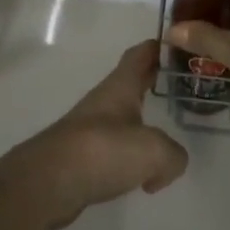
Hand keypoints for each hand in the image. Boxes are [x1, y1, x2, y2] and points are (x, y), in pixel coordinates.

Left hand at [0, 41, 189, 229]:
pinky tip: (143, 179)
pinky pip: (115, 150)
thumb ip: (173, 155)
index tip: (181, 47)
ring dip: (144, 123)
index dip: (160, 46)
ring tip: (168, 137)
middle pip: (134, 82)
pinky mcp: (83, 156)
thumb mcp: (153, 151)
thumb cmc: (102, 151)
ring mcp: (91, 128)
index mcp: (121, 86)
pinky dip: (131, 159)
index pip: (142, 53)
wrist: (47, 183)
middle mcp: (105, 100)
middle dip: (156, 82)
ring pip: (125, 117)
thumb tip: (169, 165)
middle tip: (183, 89)